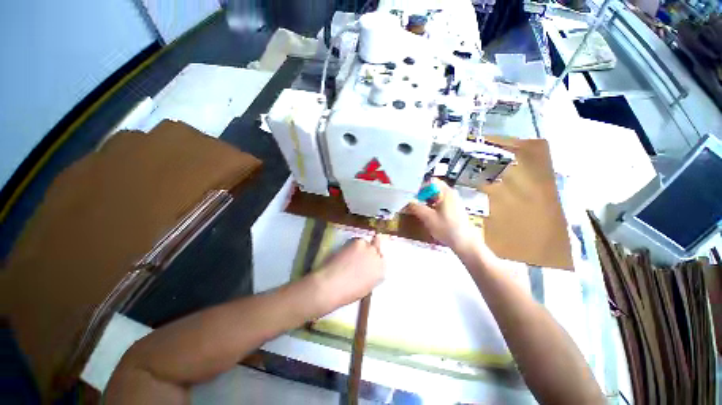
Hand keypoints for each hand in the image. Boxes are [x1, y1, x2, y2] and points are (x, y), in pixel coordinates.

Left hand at [315, 235, 385, 308]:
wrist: (333, 285)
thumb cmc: (347, 293)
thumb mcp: (365, 287)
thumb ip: (371, 274)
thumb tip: (367, 268)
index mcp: (381, 272)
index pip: (381, 261)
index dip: (373, 260)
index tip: (367, 261)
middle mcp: (378, 258)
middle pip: (376, 249)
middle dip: (369, 251)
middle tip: (358, 255)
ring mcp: (369, 249)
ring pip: (366, 243)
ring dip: (361, 247)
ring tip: (349, 254)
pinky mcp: (358, 242)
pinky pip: (357, 240)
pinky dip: (351, 244)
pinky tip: (344, 251)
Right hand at [406, 179, 480, 254]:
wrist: (465, 243)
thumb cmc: (447, 228)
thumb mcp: (428, 218)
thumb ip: (416, 207)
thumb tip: (407, 201)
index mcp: (446, 192)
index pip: (430, 181)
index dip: (419, 185)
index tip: (410, 193)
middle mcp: (450, 193)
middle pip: (432, 187)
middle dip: (421, 193)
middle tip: (411, 200)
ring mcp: (453, 200)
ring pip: (435, 194)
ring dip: (425, 199)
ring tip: (416, 206)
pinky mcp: (453, 207)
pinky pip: (439, 200)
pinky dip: (431, 203)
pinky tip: (426, 212)